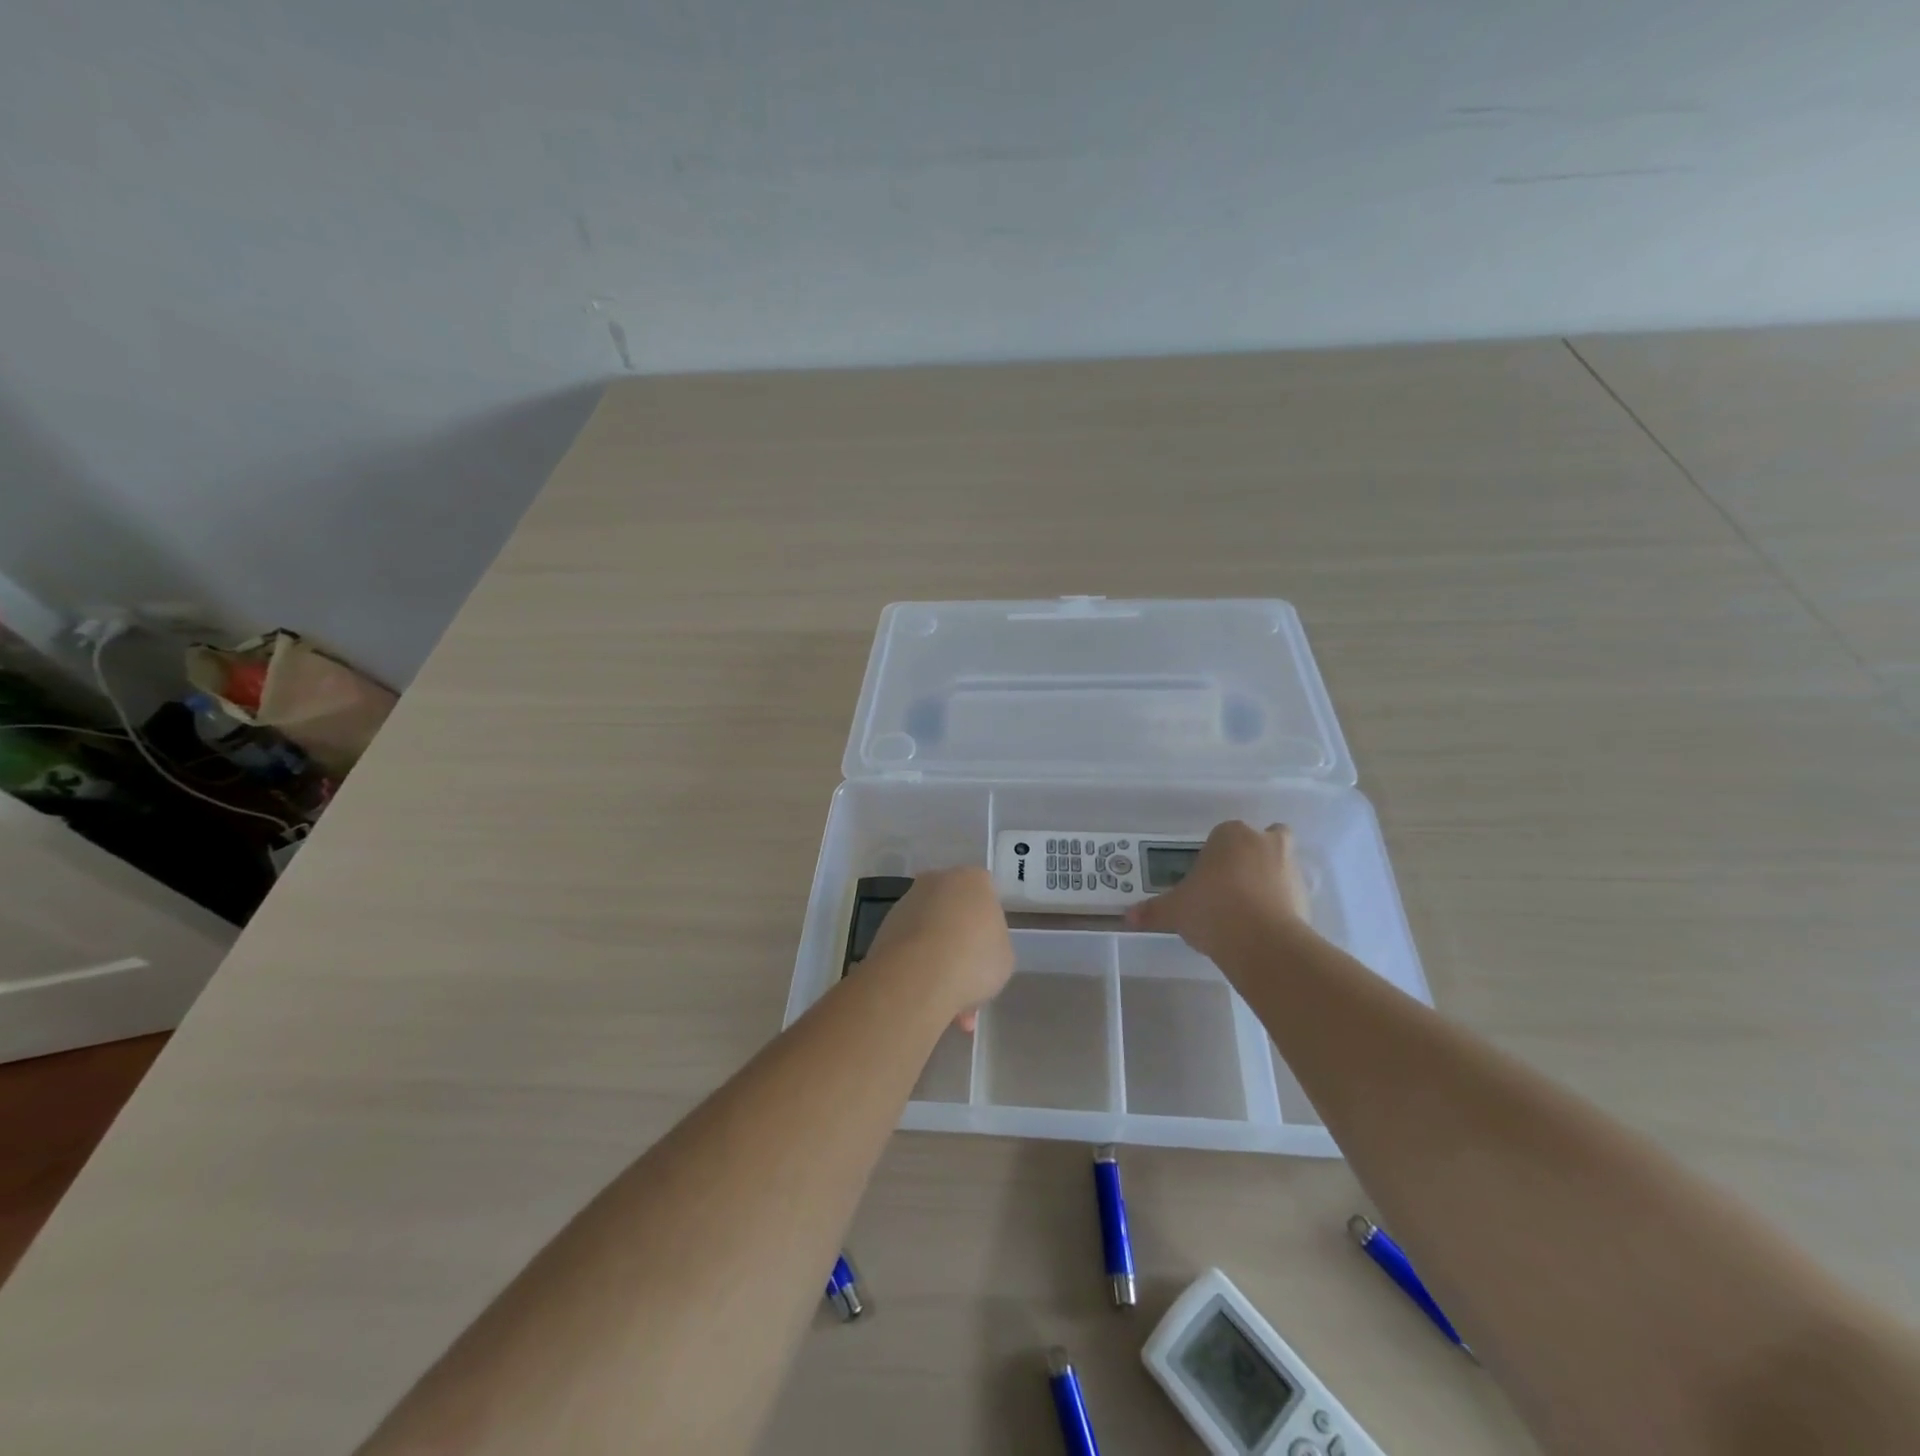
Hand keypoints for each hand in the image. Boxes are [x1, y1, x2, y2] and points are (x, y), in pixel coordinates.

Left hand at [865, 866, 1014, 1031]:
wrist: (917, 977)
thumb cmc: (973, 960)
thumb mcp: (1004, 957)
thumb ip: (994, 943)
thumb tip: (979, 946)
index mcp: (972, 880)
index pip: (986, 895)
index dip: (988, 926)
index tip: (988, 952)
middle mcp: (936, 881)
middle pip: (954, 911)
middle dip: (960, 943)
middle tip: (968, 979)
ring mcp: (906, 903)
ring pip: (930, 932)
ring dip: (938, 959)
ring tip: (947, 1001)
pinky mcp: (883, 928)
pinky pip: (910, 948)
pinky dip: (917, 968)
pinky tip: (926, 997)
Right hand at [1125, 822, 1310, 963]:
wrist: (1262, 942)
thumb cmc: (1211, 909)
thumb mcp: (1174, 910)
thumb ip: (1153, 910)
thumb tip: (1127, 917)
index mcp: (1231, 834)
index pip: (1221, 835)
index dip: (1213, 856)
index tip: (1204, 878)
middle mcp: (1265, 842)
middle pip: (1261, 840)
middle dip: (1251, 856)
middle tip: (1232, 884)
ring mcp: (1290, 868)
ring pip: (1279, 865)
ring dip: (1268, 880)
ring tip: (1246, 911)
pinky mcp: (1307, 896)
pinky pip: (1290, 895)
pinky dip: (1280, 906)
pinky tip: (1261, 927)